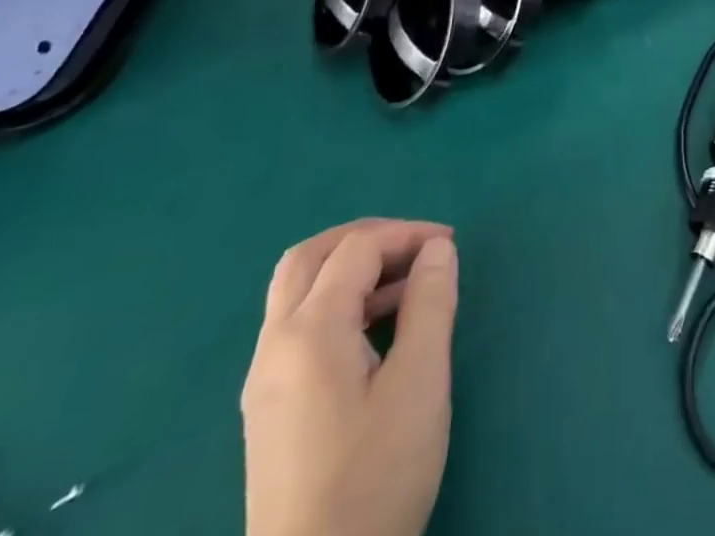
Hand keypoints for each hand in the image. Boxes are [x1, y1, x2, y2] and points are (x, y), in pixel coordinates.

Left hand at [242, 219, 458, 535]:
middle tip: (415, 247)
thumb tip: (437, 248)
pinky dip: (338, 304)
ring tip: (408, 287)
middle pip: (309, 257)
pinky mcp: (267, 411)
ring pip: (298, 292)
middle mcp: (274, 347)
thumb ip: (430, 303)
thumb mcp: (419, 384)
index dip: (406, 234)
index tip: (451, 247)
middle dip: (366, 238)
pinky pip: (297, 327)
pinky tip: (377, 332)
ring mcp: (263, 382)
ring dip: (351, 270)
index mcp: (308, 333)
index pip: (356, 249)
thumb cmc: (374, 480)